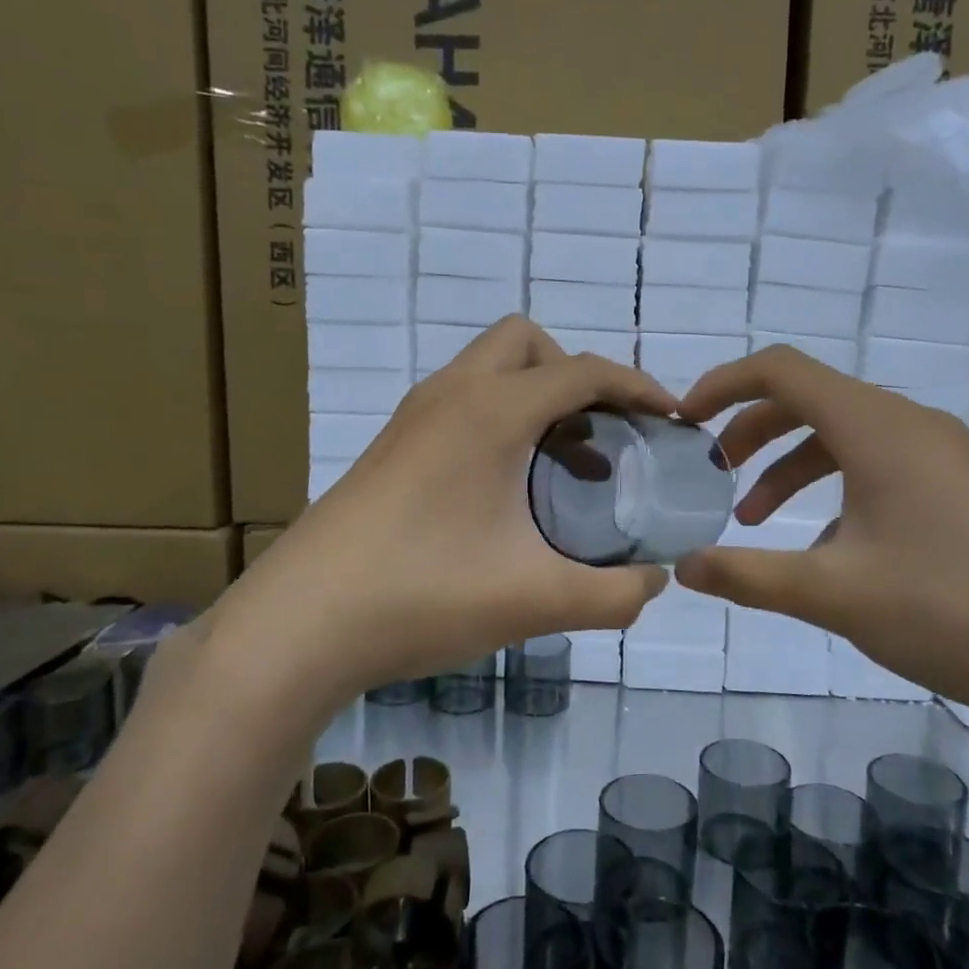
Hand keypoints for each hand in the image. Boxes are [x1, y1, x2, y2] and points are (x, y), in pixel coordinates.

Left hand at [213, 318, 672, 703]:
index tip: (670, 420)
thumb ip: (613, 594)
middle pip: (526, 344)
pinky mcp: (390, 448)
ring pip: (487, 372)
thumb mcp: (534, 599)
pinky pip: (460, 404)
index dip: (637, 387)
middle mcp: (450, 395)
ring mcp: (412, 418)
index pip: (582, 370)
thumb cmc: (422, 594)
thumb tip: (656, 583)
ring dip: (535, 399)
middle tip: (601, 436)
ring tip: (564, 468)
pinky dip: (499, 422)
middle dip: (574, 376)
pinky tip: (505, 493)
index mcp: (491, 410)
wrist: (298, 624)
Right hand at [675, 346, 968, 727]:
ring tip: (755, 518)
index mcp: (876, 428)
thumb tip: (685, 568)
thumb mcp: (834, 595)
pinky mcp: (964, 488)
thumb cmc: (953, 610)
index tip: (684, 421)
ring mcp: (944, 456)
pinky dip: (835, 487)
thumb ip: (748, 576)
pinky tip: (829, 548)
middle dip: (750, 430)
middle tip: (713, 473)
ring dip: (790, 463)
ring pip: (845, 435)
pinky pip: (880, 464)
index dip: (722, 384)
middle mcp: (910, 425)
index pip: (781, 370)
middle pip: (810, 399)